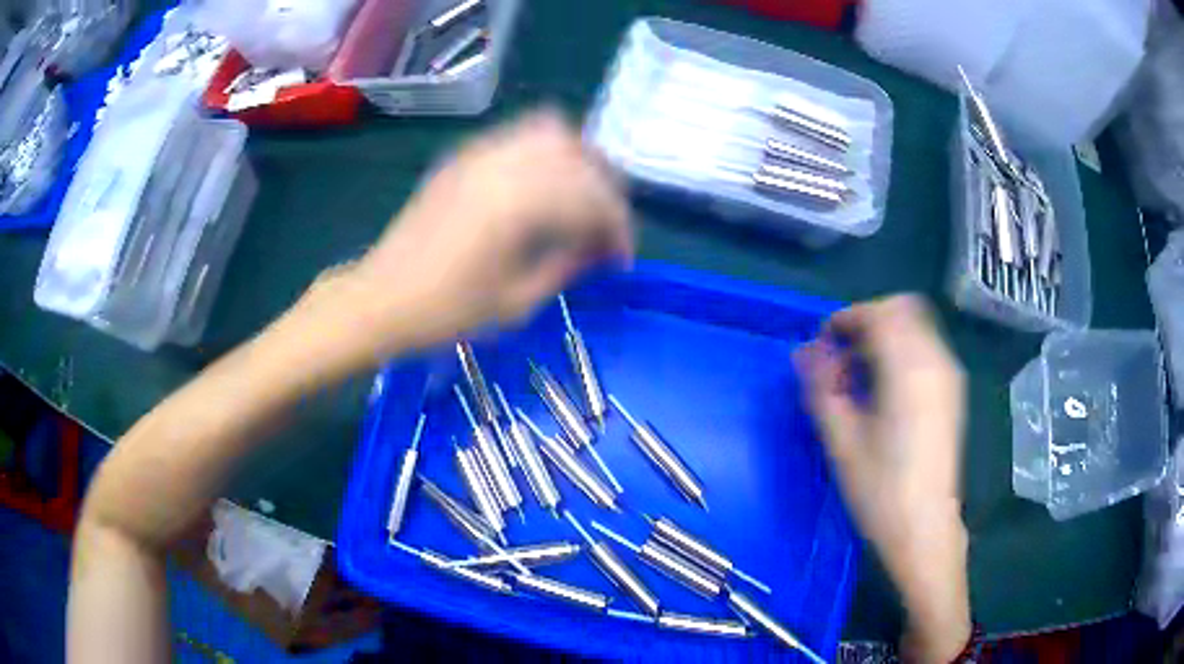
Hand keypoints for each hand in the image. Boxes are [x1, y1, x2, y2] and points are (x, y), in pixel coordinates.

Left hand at [336, 109, 631, 357]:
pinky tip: (542, 186)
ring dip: (578, 164)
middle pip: (581, 158)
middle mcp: (504, 164)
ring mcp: (480, 153)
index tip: (621, 260)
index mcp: (520, 204)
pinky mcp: (462, 156)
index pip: (593, 199)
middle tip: (604, 231)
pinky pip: (518, 135)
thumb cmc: (446, 312)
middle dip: (605, 194)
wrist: (380, 299)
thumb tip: (600, 249)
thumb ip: (567, 266)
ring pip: (553, 133)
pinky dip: (545, 153)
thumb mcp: (516, 302)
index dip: (618, 229)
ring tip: (578, 201)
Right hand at [796, 295, 969, 663]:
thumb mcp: (841, 441)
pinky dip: (900, 354)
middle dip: (866, 324)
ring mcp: (949, 376)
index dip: (845, 320)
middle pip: (900, 311)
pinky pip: (924, 350)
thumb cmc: (881, 490)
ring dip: (883, 339)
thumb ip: (821, 387)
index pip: (877, 314)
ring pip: (914, 328)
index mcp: (909, 368)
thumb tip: (803, 352)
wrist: (925, 529)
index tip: (822, 345)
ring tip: (858, 380)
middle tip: (839, 359)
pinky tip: (883, 393)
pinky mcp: (952, 393)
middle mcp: (936, 360)